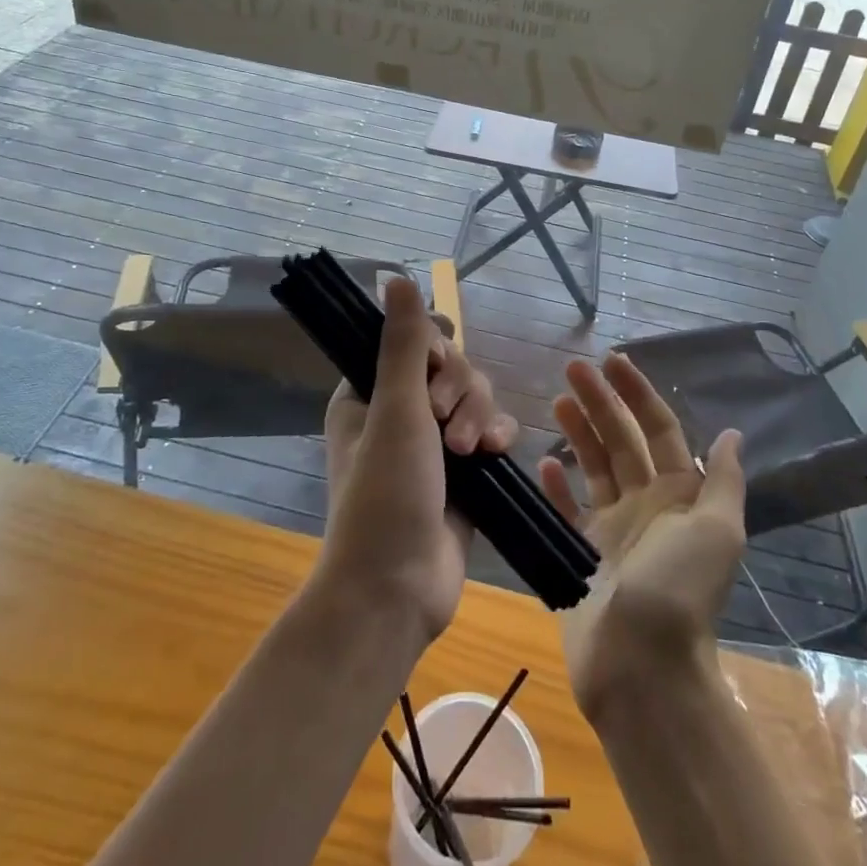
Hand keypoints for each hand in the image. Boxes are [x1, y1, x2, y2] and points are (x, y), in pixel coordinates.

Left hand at [320, 277, 517, 643]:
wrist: (398, 589)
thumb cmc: (385, 494)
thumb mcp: (396, 411)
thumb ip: (404, 343)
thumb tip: (395, 277)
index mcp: (369, 392)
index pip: (412, 341)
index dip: (433, 348)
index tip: (436, 368)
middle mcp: (400, 411)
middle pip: (451, 366)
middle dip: (459, 389)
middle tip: (444, 423)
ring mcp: (434, 442)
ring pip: (475, 396)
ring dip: (478, 414)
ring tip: (470, 451)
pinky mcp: (465, 469)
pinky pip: (491, 428)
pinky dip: (496, 433)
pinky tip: (497, 451)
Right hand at [537, 353, 745, 717]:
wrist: (643, 667)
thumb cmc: (680, 589)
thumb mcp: (717, 530)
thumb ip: (723, 481)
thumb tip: (732, 434)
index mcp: (680, 495)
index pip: (658, 429)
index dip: (638, 393)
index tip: (612, 361)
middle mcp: (647, 505)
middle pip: (622, 440)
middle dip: (601, 402)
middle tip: (572, 368)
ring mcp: (613, 530)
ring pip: (594, 467)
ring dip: (578, 433)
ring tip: (558, 401)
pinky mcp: (582, 555)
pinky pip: (568, 511)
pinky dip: (558, 487)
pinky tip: (545, 463)